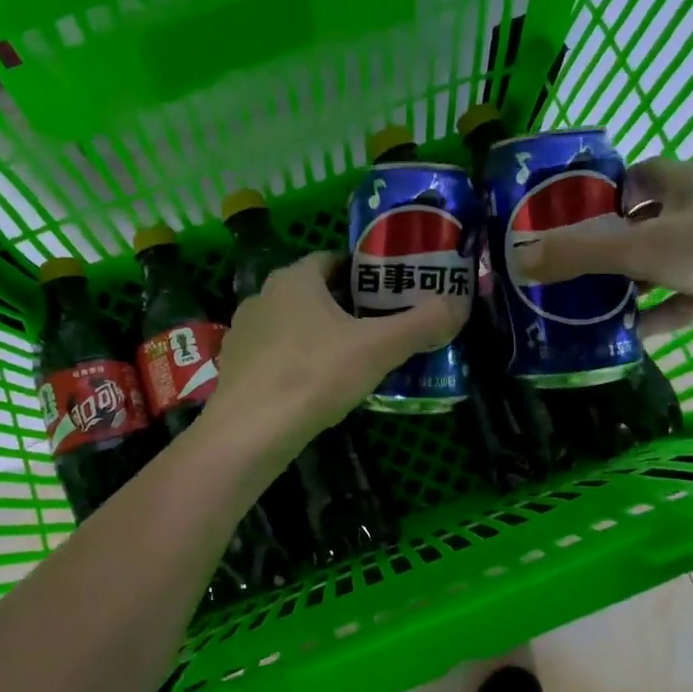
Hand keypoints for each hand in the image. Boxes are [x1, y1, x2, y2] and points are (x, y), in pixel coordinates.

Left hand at [204, 252, 465, 455]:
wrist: (250, 431)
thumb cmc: (315, 375)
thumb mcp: (378, 348)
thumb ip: (421, 323)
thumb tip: (458, 303)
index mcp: (294, 279)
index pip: (333, 260)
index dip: (363, 273)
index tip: (389, 294)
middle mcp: (263, 296)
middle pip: (313, 292)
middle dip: (345, 306)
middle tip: (379, 329)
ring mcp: (243, 332)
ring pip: (291, 324)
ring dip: (318, 335)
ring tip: (350, 361)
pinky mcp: (234, 367)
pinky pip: (274, 355)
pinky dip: (295, 362)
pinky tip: (314, 387)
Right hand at [511, 158, 692, 351]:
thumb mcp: (645, 248)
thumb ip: (580, 253)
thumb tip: (517, 259)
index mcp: (687, 183)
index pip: (636, 175)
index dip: (600, 192)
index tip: (563, 218)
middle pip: (645, 222)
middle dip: (607, 244)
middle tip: (565, 270)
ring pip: (663, 264)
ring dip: (629, 284)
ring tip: (584, 307)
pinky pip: (684, 299)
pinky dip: (657, 315)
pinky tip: (626, 336)